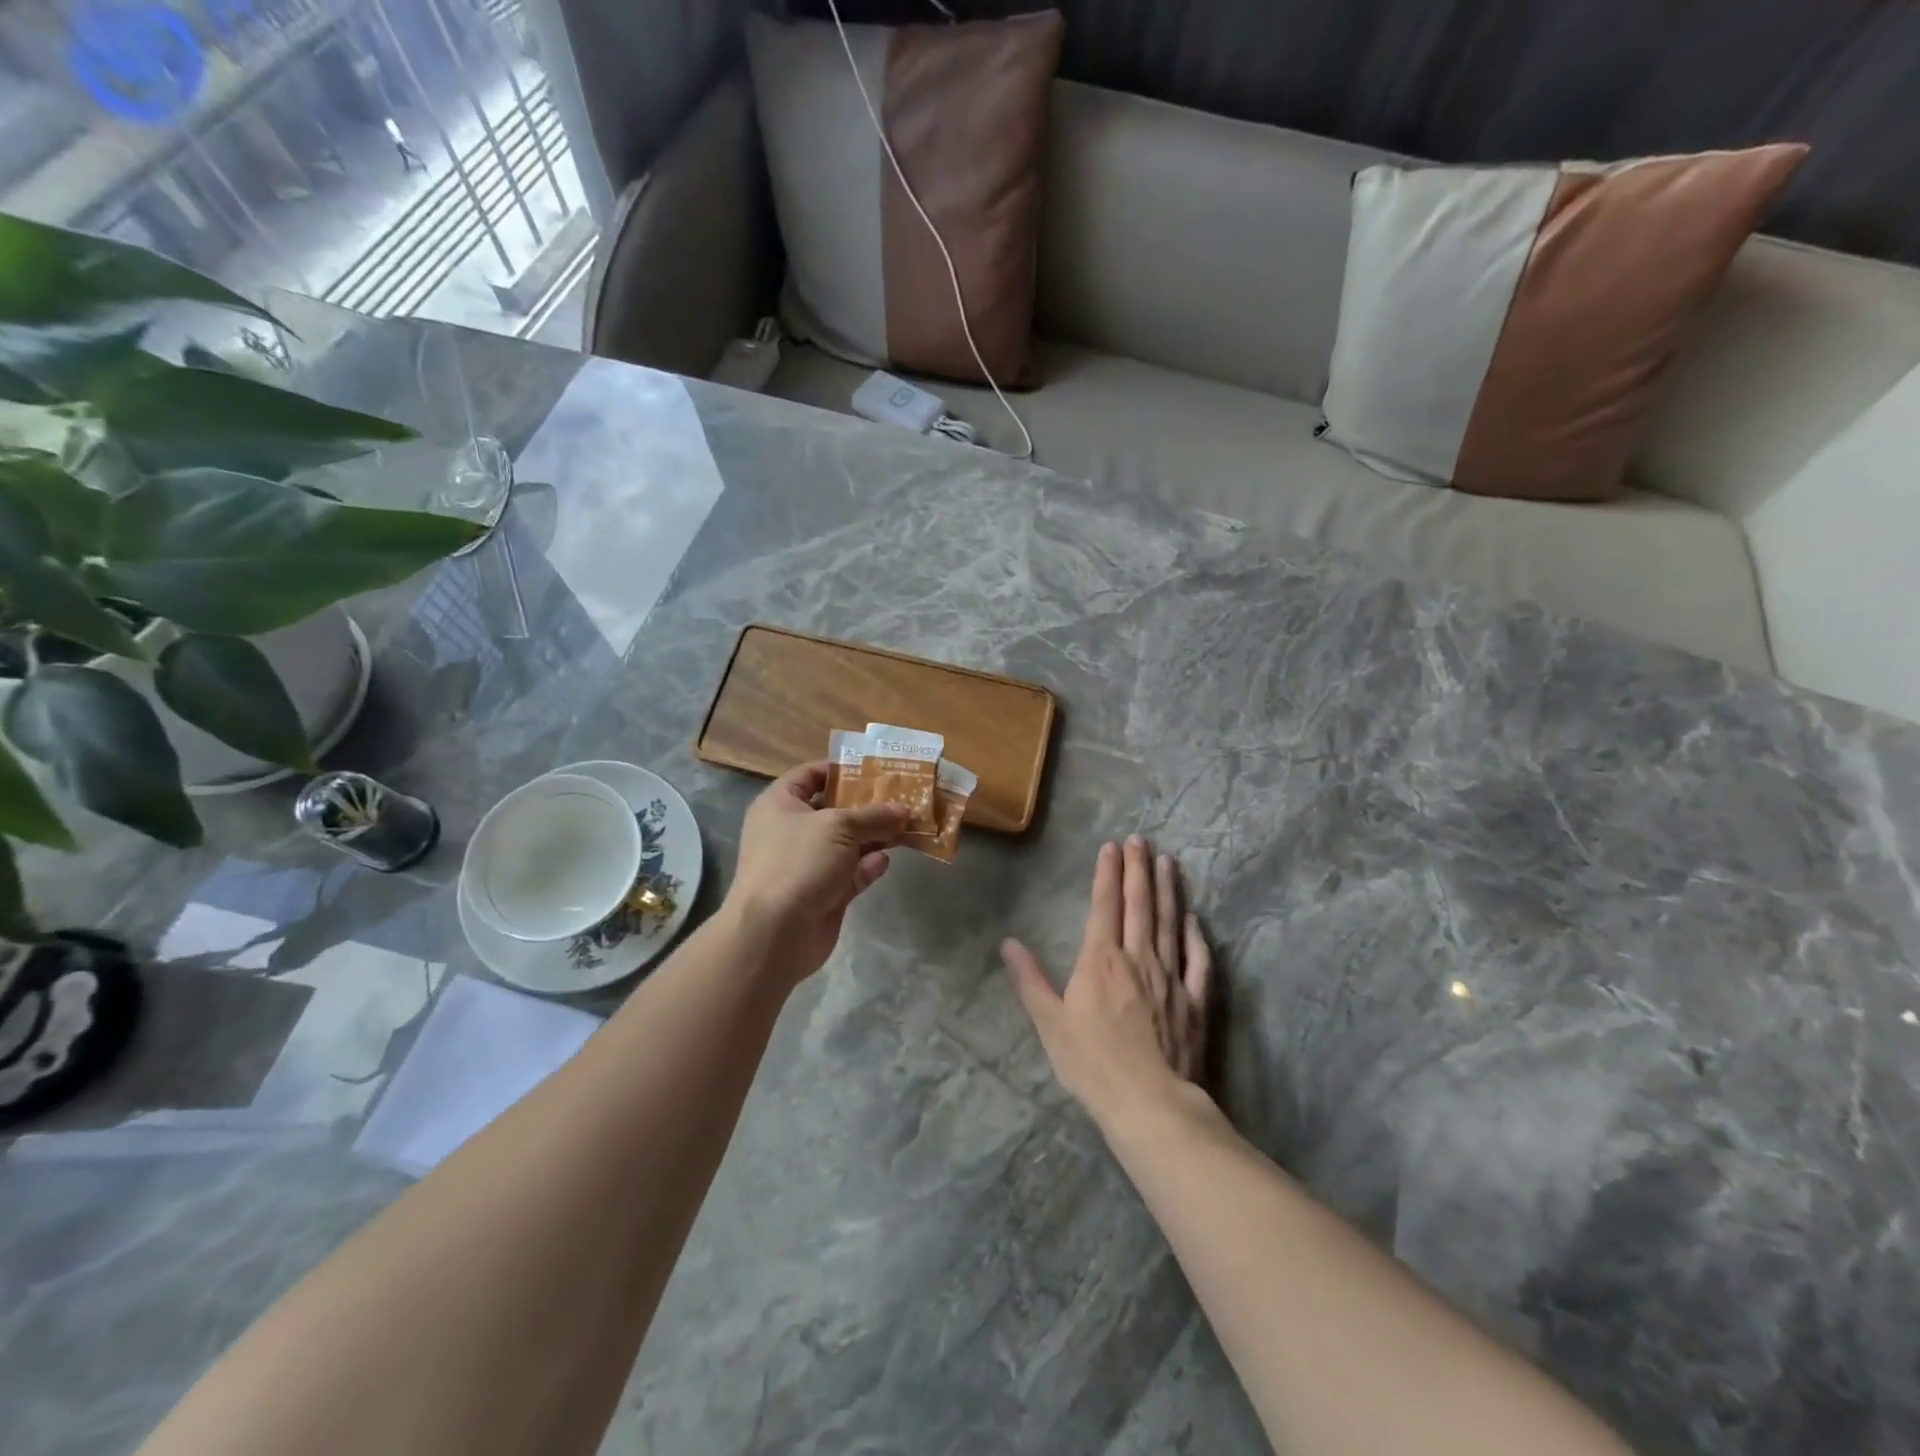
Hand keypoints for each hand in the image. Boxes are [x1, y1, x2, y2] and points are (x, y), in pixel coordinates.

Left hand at [724, 761, 907, 986]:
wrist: (774, 933)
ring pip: (847, 843)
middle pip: (834, 810)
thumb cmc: (798, 862)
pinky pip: (850, 873)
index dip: (840, 769)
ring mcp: (807, 864)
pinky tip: (885, 861)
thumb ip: (873, 816)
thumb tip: (903, 810)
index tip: (875, 769)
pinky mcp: (823, 893)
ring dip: (874, 836)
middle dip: (868, 805)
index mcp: (780, 804)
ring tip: (906, 826)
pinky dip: (867, 866)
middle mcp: (791, 831)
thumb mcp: (839, 827)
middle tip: (902, 797)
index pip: (809, 775)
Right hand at [1002, 836, 1212, 1129]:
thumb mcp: (1050, 1024)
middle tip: (1141, 839)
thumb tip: (1009, 943)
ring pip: (1169, 923)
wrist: (1150, 1103)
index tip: (1111, 845)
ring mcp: (1171, 977)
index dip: (1107, 873)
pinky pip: (1198, 961)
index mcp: (1101, 960)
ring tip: (1167, 862)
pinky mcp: (1194, 1001)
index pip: (1104, 905)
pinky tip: (1194, 919)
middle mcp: (1138, 958)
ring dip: (1167, 890)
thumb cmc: (1093, 1064)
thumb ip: (1030, 980)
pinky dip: (1196, 937)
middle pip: (1139, 905)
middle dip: (1138, 869)